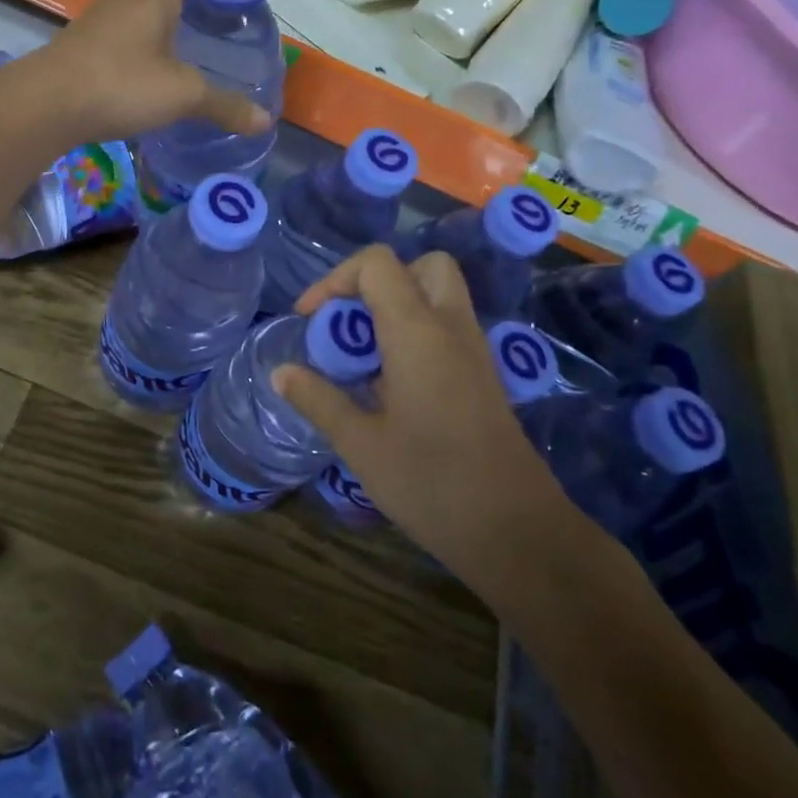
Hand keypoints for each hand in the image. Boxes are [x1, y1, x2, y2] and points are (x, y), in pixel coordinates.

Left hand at [10, 0, 275, 147]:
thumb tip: (264, 121)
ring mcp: (101, 17)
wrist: (45, 105)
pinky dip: (143, 42)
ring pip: (142, 5)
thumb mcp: (182, 95)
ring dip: (167, 19)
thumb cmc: (120, 84)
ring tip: (192, 51)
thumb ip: (224, 106)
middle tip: (221, 24)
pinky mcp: (85, 42)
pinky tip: (154, 74)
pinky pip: (124, 30)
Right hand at [273, 245, 576, 589]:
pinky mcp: (483, 377)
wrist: (517, 532)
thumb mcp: (361, 444)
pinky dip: (415, 334)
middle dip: (377, 282)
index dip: (335, 279)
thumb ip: (318, 399)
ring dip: (396, 307)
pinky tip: (390, 385)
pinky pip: (446, 328)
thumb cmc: (432, 483)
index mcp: (418, 333)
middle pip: (421, 266)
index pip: (377, 264)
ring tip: (362, 357)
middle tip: (349, 323)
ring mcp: (473, 352)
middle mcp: (451, 328)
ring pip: (438, 295)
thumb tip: (281, 374)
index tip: (310, 319)